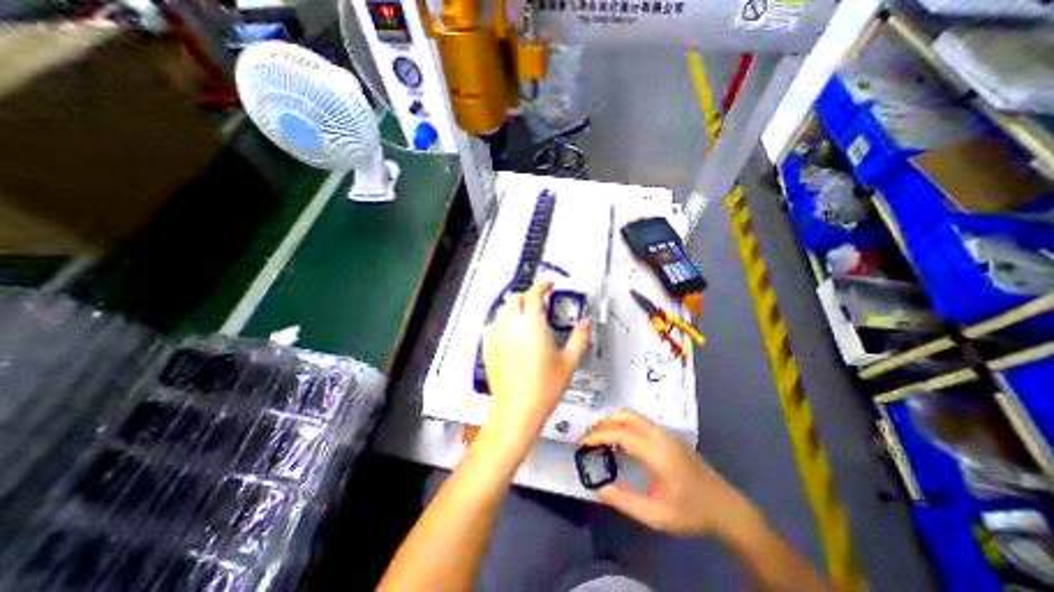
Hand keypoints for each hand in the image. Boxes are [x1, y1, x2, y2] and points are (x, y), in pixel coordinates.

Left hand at [482, 282, 589, 447]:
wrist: (517, 411)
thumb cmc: (545, 388)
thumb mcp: (569, 362)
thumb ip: (580, 337)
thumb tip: (585, 321)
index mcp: (533, 327)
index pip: (534, 295)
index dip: (542, 286)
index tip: (549, 284)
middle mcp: (512, 327)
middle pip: (516, 299)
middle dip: (528, 296)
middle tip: (540, 302)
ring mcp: (497, 337)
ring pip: (502, 310)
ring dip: (514, 306)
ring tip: (525, 314)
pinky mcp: (488, 348)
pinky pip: (492, 324)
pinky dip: (502, 320)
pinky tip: (510, 330)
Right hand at [580, 410, 763, 538]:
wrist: (725, 507)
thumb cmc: (690, 513)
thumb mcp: (654, 515)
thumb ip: (623, 500)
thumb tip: (597, 486)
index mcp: (656, 452)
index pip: (620, 433)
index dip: (598, 435)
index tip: (582, 443)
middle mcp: (659, 435)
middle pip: (625, 416)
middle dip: (603, 423)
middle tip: (589, 438)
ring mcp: (665, 432)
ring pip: (632, 415)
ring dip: (613, 421)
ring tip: (600, 438)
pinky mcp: (668, 435)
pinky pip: (639, 421)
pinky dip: (623, 424)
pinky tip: (619, 441)